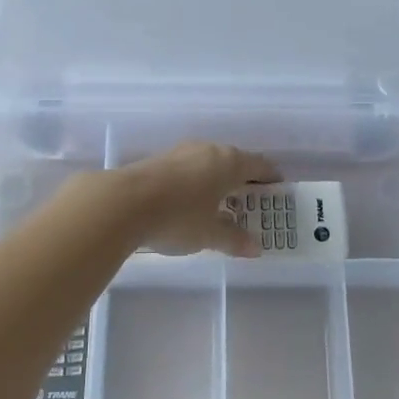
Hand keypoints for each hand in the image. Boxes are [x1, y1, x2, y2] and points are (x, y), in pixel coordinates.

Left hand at [109, 142, 280, 257]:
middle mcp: (208, 150)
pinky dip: (197, 181)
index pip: (259, 165)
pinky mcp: (159, 160)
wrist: (121, 203)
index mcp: (229, 162)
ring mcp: (181, 152)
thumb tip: (255, 247)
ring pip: (209, 162)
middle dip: (244, 179)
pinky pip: (189, 168)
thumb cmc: (177, 217)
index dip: (270, 177)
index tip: (277, 188)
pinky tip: (191, 199)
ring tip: (221, 200)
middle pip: (234, 161)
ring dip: (218, 179)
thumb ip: (234, 239)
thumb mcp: (209, 235)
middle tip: (251, 199)